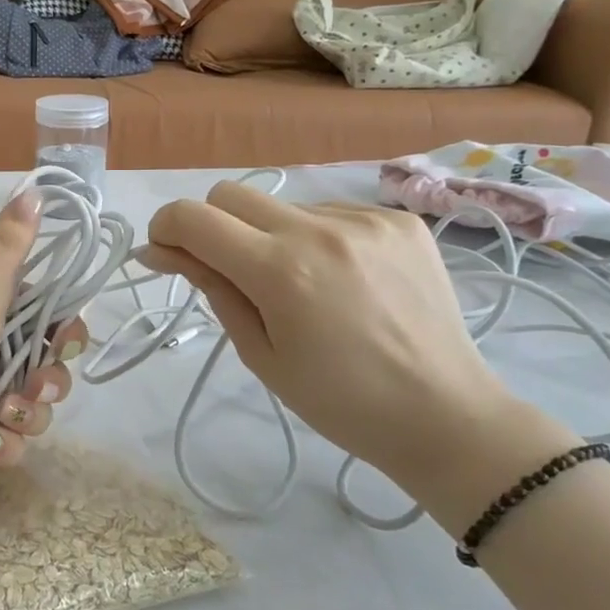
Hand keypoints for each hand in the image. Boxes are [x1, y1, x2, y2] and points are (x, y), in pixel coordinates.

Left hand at [0, 190, 85, 491]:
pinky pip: (6, 440)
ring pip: (29, 408)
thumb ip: (9, 246)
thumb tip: (34, 186)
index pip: (46, 315)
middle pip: (44, 366)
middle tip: (30, 389)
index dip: (64, 332)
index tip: (62, 343)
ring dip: (23, 418)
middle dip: (46, 384)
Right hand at [141, 182, 519, 490]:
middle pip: (230, 193)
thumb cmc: (341, 402)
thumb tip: (161, 251)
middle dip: (211, 225)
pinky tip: (339, 278)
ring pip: (281, 205)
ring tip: (299, 285)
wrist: (447, 416)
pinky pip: (328, 211)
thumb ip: (212, 288)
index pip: (193, 218)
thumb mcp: (260, 353)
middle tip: (227, 271)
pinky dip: (314, 237)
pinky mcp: (398, 219)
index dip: (165, 229)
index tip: (166, 254)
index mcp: (280, 271)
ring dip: (267, 234)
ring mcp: (364, 219)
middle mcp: (320, 229)